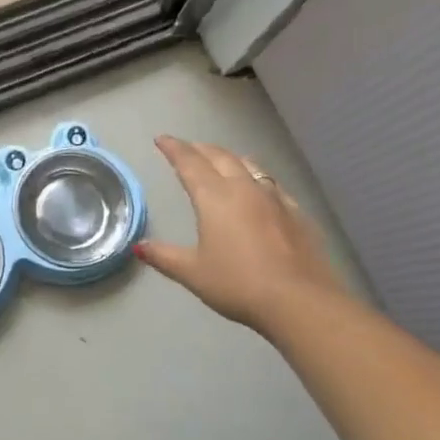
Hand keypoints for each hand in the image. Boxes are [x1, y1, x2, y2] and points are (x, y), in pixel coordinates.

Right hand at [134, 136, 344, 329]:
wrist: (300, 301)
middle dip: (200, 149)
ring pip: (249, 165)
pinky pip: (271, 184)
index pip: (189, 163)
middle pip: (220, 157)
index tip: (162, 139)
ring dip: (230, 158)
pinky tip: (259, 189)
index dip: (174, 148)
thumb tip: (139, 246)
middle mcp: (244, 188)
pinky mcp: (296, 213)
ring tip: (221, 160)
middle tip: (187, 148)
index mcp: (214, 198)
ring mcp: (274, 198)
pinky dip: (256, 178)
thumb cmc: (238, 284)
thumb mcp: (193, 273)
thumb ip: (164, 256)